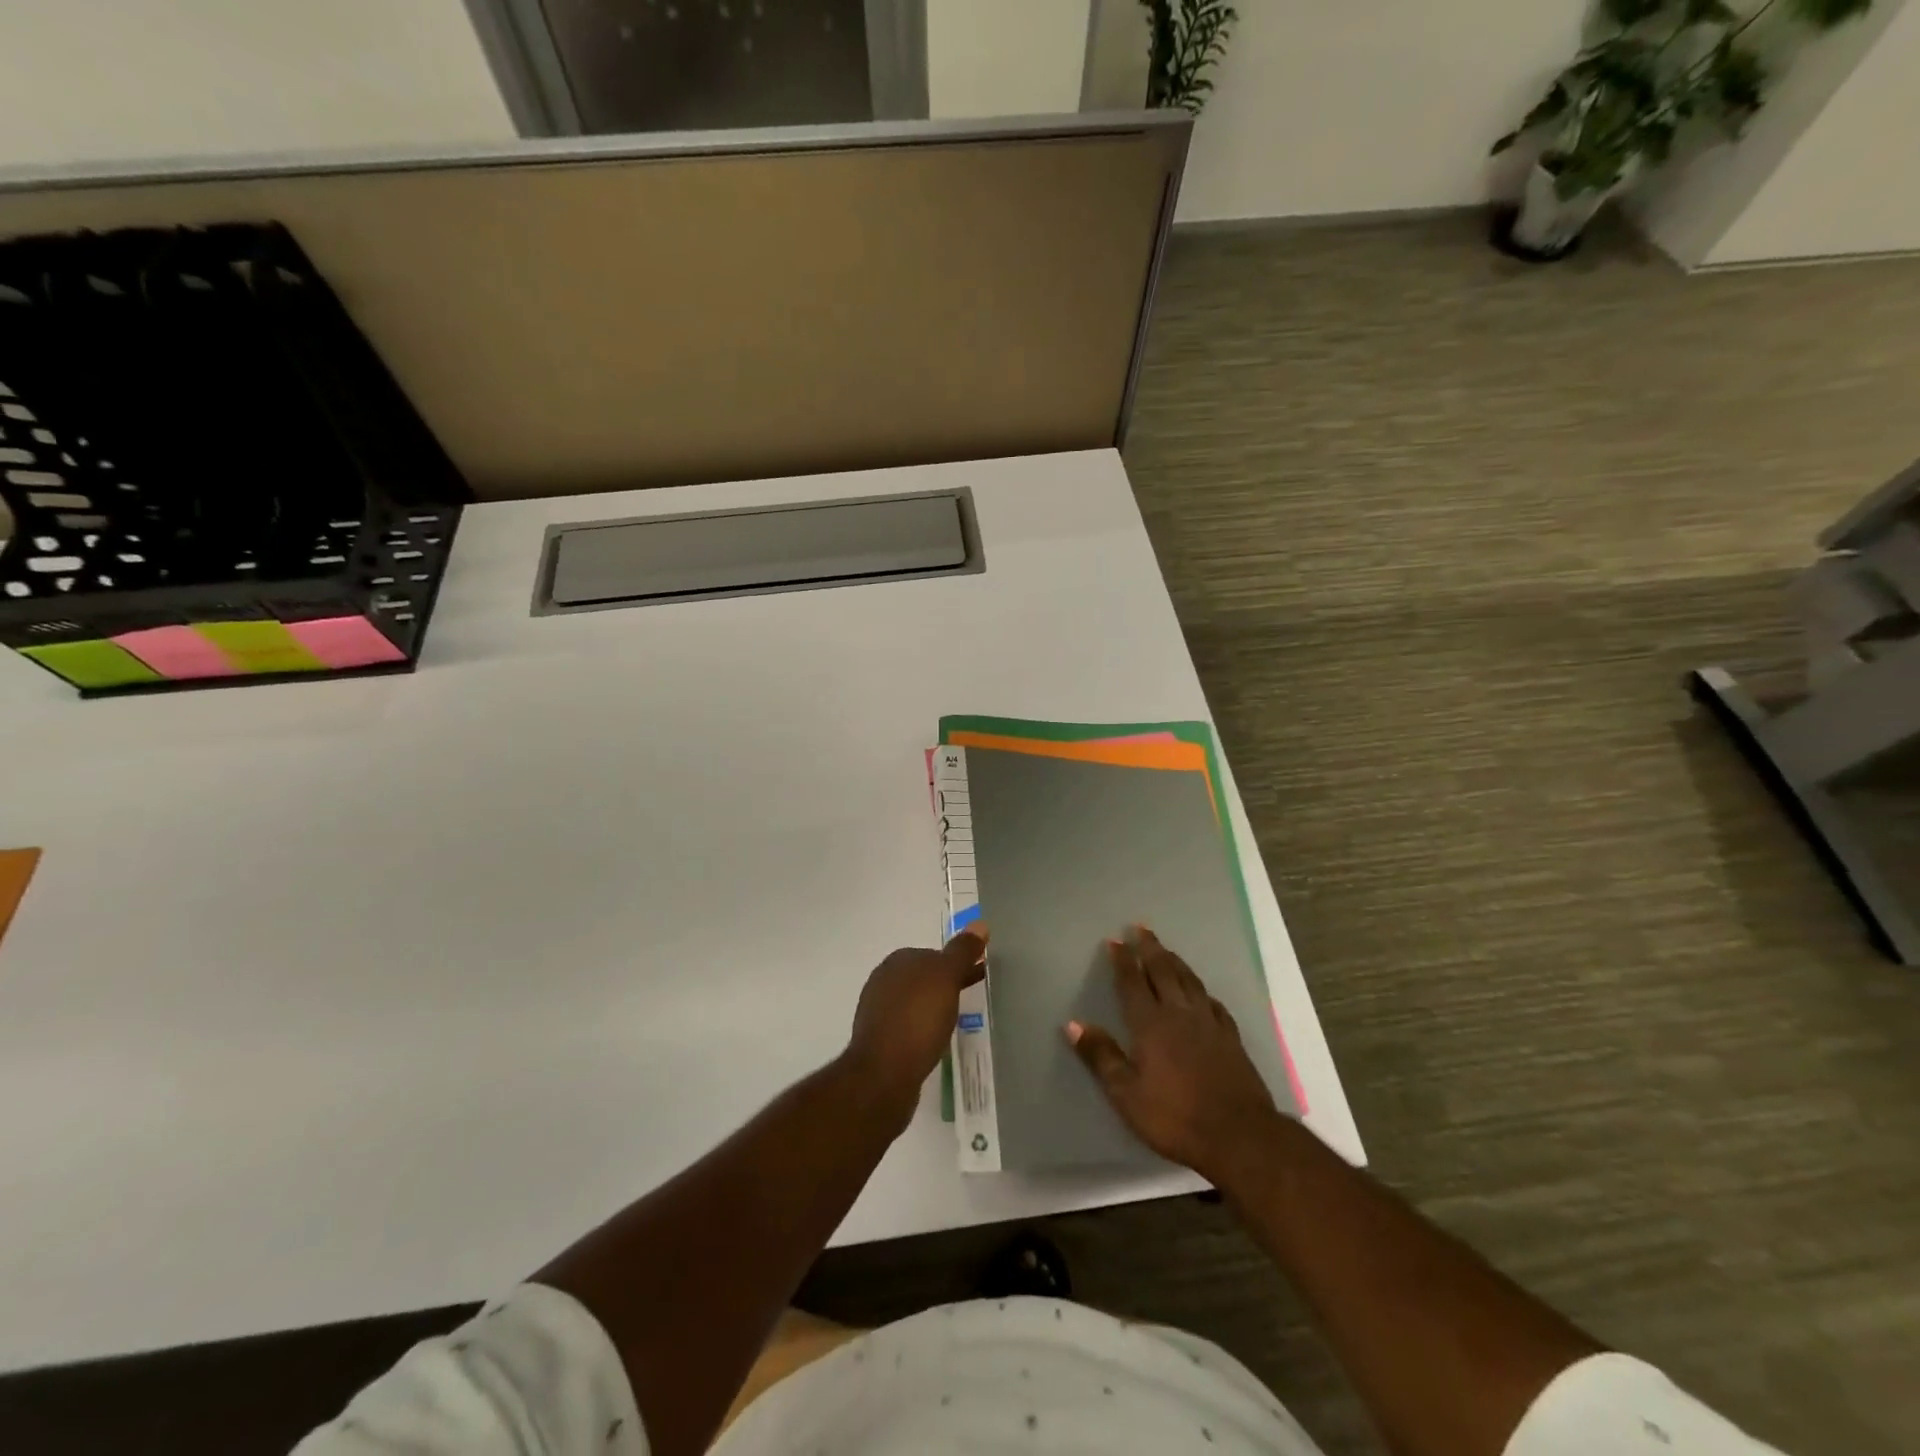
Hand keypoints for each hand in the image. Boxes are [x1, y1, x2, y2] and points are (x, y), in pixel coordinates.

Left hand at [844, 929, 987, 1120]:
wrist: (884, 1074)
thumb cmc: (917, 1019)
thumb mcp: (946, 978)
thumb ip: (962, 952)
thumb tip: (979, 923)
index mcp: (897, 962)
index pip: (932, 954)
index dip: (956, 963)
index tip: (978, 974)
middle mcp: (883, 981)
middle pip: (923, 978)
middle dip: (947, 984)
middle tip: (973, 995)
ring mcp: (878, 1012)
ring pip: (916, 1003)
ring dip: (934, 1007)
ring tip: (958, 1021)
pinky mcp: (880, 1041)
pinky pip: (909, 1026)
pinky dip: (924, 1028)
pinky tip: (936, 1041)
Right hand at [1066, 926, 1281, 1183]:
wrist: (1239, 1136)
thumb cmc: (1174, 1117)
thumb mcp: (1126, 1093)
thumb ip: (1101, 1056)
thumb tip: (1073, 1024)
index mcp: (1150, 1024)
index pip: (1132, 983)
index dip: (1122, 961)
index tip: (1114, 940)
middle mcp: (1179, 1014)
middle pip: (1163, 972)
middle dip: (1150, 949)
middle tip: (1141, 928)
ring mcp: (1209, 1024)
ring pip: (1190, 982)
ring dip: (1175, 962)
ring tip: (1167, 950)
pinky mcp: (1231, 1039)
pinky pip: (1214, 1004)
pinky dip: (1203, 992)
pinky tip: (1203, 993)